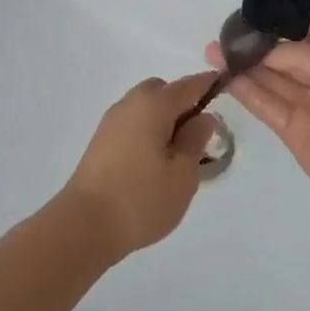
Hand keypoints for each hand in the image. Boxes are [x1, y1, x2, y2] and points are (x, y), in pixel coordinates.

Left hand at [60, 74, 220, 260]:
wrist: (84, 225)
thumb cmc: (141, 198)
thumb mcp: (183, 174)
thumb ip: (196, 140)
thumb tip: (203, 117)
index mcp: (154, 104)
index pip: (188, 85)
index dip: (209, 84)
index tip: (225, 86)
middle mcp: (130, 104)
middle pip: (162, 91)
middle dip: (182, 103)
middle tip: (197, 135)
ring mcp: (111, 122)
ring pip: (145, 107)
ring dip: (163, 119)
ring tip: (177, 155)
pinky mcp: (100, 142)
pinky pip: (132, 124)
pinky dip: (147, 131)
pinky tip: (154, 163)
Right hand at [207, 14, 309, 214]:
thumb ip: (291, 53)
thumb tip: (260, 54)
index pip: (304, 27)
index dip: (277, 20)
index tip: (246, 14)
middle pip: (283, 55)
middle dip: (254, 45)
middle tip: (220, 36)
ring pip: (271, 80)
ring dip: (244, 68)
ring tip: (213, 54)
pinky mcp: (296, 133)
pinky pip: (268, 107)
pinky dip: (248, 93)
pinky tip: (226, 78)